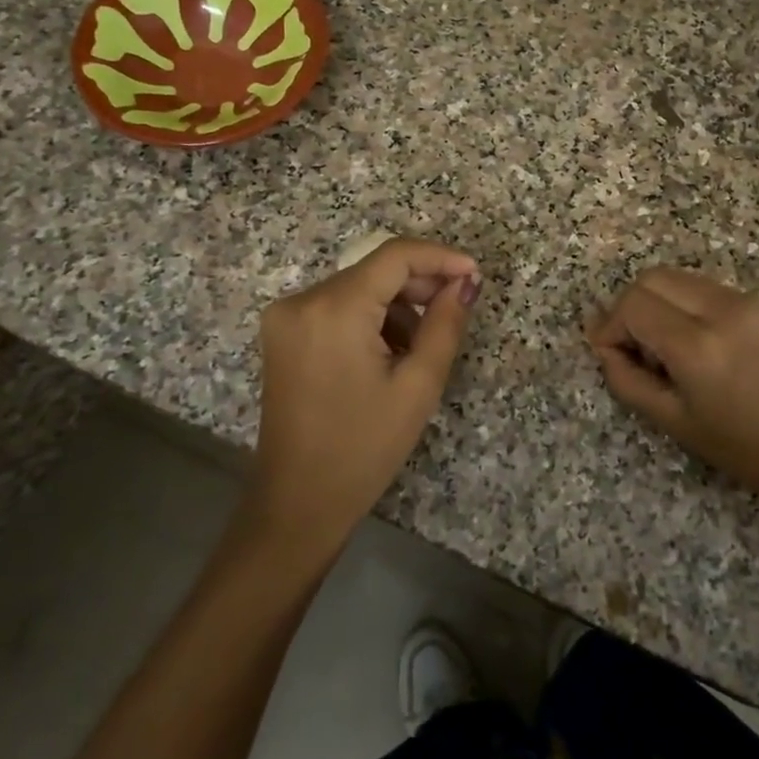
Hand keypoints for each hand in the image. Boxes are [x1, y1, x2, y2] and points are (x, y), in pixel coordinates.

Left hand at [251, 237, 480, 552]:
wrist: (299, 502)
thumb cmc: (365, 447)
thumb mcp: (418, 385)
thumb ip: (446, 322)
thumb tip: (466, 281)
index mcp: (334, 309)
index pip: (394, 256)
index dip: (440, 257)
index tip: (475, 274)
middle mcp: (302, 300)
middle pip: (374, 269)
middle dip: (420, 283)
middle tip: (457, 309)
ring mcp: (286, 316)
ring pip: (358, 287)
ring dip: (396, 305)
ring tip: (421, 346)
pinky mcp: (284, 333)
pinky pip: (338, 306)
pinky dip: (370, 318)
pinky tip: (389, 353)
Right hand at [588, 267, 758, 519]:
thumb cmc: (736, 445)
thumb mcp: (670, 419)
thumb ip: (625, 378)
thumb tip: (602, 344)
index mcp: (698, 346)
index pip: (634, 305)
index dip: (611, 326)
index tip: (609, 353)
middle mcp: (721, 309)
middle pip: (651, 278)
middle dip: (630, 308)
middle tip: (632, 348)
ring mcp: (742, 299)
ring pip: (674, 277)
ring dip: (655, 304)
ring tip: (662, 348)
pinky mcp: (754, 300)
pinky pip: (698, 286)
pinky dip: (679, 304)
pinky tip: (688, 341)